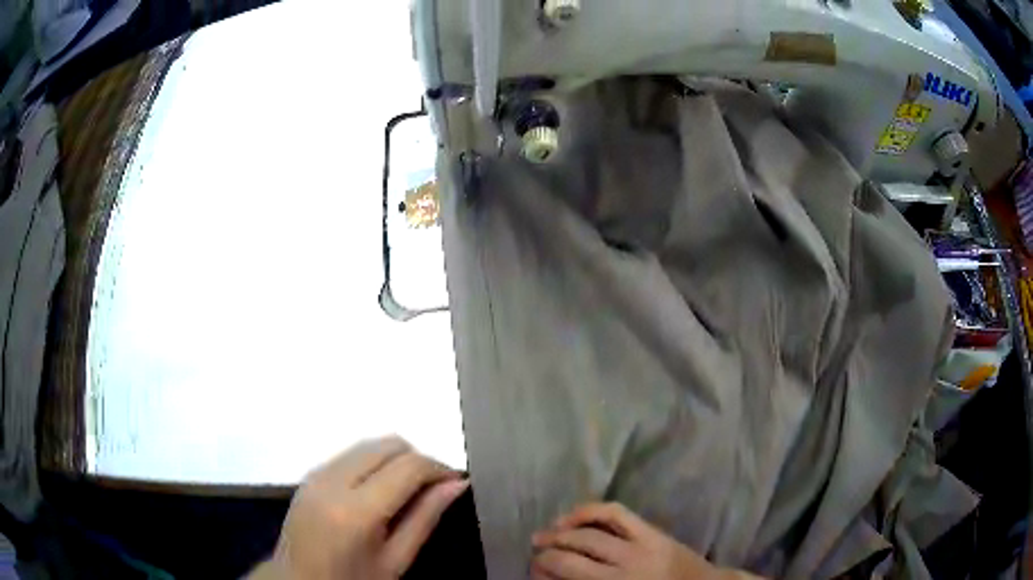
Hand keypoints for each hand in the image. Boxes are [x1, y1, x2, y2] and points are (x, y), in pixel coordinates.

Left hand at [250, 436, 467, 579]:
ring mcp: (316, 473)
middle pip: (388, 444)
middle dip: (418, 459)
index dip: (439, 468)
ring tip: (408, 490)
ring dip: (395, 458)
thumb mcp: (395, 560)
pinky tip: (379, 489)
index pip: (408, 466)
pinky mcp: (309, 474)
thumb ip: (425, 518)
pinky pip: (350, 453)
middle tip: (432, 488)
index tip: (456, 482)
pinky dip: (373, 462)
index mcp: (356, 511)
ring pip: (369, 443)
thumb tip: (457, 484)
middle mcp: (332, 481)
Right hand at [531, 503, 752, 579]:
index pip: (569, 578)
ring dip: (559, 533)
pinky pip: (615, 514)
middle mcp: (624, 572)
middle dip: (547, 556)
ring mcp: (640, 548)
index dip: (544, 573)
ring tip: (543, 535)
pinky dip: (590, 511)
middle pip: (573, 559)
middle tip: (534, 556)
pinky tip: (574, 516)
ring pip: (589, 535)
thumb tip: (556, 578)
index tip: (534, 571)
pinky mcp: (652, 532)